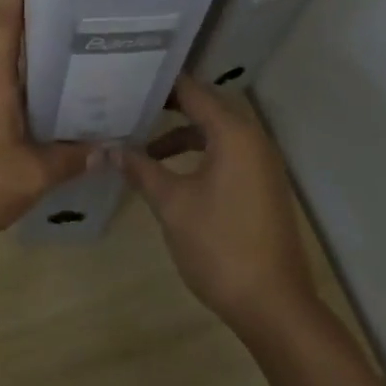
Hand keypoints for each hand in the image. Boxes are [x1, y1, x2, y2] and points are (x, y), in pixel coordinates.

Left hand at [0, 0, 93, 250]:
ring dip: (35, 56)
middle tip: (77, 0)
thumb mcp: (31, 175)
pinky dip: (26, 87)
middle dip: (38, 15)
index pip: (7, 17)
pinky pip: (2, 91)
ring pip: (8, 67)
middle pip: (11, 36)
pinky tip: (50, 104)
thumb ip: (71, 159)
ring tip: (75, 51)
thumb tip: (109, 148)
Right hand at [121, 76, 318, 334]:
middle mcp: (252, 139)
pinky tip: (172, 173)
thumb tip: (111, 148)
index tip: (127, 78)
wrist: (274, 306)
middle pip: (205, 107)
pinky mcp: (262, 186)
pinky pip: (226, 153)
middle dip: (168, 107)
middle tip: (129, 105)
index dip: (160, 84)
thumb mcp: (172, 204)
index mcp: (233, 133)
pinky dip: (199, 154)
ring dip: (181, 135)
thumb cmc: (220, 246)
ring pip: (215, 133)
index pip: (192, 91)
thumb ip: (142, 169)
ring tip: (143, 145)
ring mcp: (261, 163)